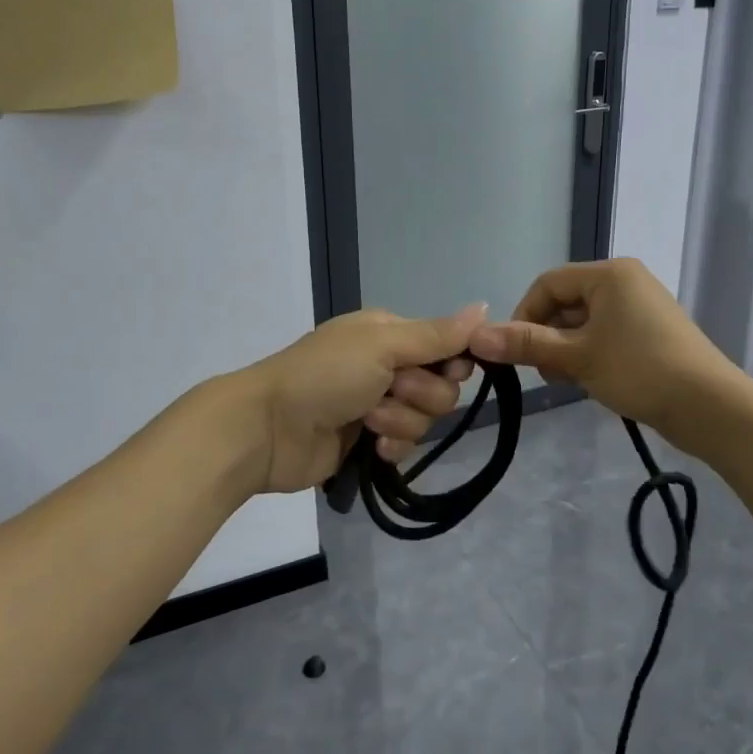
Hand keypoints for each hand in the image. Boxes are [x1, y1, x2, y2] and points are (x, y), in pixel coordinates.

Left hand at [240, 304, 483, 492]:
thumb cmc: (325, 374)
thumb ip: (437, 334)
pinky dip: (392, 445)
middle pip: (442, 386)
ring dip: (400, 420)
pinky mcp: (369, 441)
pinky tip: (371, 446)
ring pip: (425, 418)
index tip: (448, 370)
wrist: (268, 428)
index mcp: (390, 333)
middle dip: (420, 394)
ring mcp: (378, 404)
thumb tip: (484, 307)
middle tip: (388, 391)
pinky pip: (405, 444)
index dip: (452, 363)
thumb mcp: (382, 345)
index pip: (447, 346)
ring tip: (367, 419)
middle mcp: (388, 365)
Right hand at [468, 259, 738, 444]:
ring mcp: (641, 307)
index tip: (515, 353)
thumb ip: (526, 344)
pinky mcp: (651, 333)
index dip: (524, 315)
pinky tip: (591, 381)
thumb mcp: (577, 357)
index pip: (548, 284)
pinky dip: (590, 354)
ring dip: (567, 349)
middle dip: (547, 336)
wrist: (710, 406)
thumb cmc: (640, 370)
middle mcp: (626, 282)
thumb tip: (476, 337)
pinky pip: (606, 335)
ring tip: (569, 380)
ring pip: (585, 322)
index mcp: (609, 274)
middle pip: (567, 302)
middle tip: (545, 373)